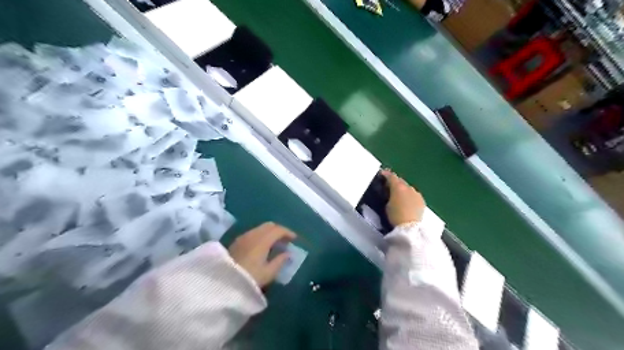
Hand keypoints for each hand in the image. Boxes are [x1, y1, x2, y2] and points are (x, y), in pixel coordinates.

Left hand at [228, 224, 296, 286]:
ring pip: (260, 228)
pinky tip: (263, 246)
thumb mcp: (268, 273)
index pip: (278, 230)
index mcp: (262, 240)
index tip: (295, 239)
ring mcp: (244, 237)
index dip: (288, 232)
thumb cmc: (249, 278)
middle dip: (279, 230)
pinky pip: (253, 233)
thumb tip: (288, 253)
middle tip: (286, 240)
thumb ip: (280, 261)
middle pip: (269, 225)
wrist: (222, 283)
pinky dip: (262, 235)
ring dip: (270, 232)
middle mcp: (253, 234)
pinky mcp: (237, 241)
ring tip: (275, 243)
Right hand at [384, 169, 426, 226]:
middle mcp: (408, 187)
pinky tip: (407, 201)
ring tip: (398, 195)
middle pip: (401, 181)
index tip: (382, 174)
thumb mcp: (387, 205)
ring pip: (408, 188)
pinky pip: (414, 195)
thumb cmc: (395, 216)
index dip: (386, 174)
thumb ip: (389, 196)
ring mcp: (416, 194)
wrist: (410, 227)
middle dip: (395, 182)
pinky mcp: (422, 201)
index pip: (391, 176)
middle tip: (389, 186)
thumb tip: (390, 194)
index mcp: (398, 187)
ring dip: (403, 189)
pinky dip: (409, 196)